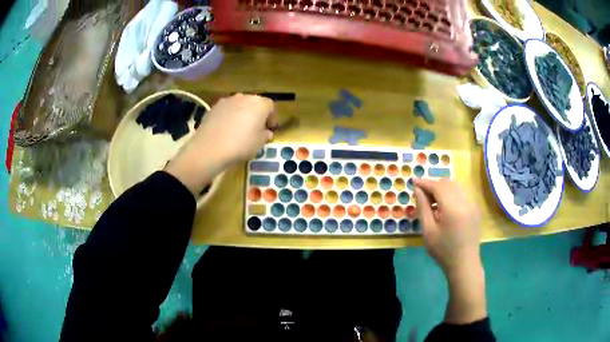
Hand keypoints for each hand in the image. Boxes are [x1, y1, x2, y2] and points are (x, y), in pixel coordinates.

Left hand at [166, 94, 276, 195]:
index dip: (272, 118)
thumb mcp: (259, 143)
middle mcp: (244, 97)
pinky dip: (228, 117)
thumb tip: (266, 132)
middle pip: (254, 103)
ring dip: (241, 114)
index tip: (271, 129)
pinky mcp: (213, 107)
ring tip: (239, 129)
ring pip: (239, 105)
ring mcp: (227, 100)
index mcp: (259, 103)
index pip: (270, 106)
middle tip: (255, 128)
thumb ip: (265, 135)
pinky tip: (225, 130)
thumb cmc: (241, 145)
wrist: (210, 148)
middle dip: (256, 114)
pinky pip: (226, 110)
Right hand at [412, 178, 481, 275]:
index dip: (425, 183)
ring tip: (433, 201)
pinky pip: (462, 194)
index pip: (438, 186)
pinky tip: (445, 207)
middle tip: (422, 194)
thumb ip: (423, 208)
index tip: (414, 182)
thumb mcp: (428, 231)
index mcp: (453, 209)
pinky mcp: (476, 209)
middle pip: (448, 183)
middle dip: (434, 184)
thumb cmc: (443, 250)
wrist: (464, 263)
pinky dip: (452, 194)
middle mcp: (465, 202)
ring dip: (443, 188)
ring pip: (456, 186)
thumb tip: (418, 189)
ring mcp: (473, 204)